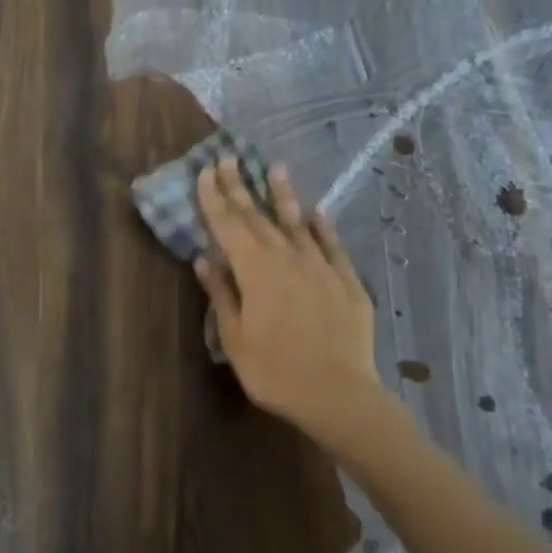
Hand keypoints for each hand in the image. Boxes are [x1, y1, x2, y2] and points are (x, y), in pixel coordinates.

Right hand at [194, 158, 381, 445]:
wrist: (339, 394)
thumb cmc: (274, 370)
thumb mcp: (235, 337)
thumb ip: (221, 293)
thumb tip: (204, 259)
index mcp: (254, 270)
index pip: (228, 225)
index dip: (214, 198)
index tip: (204, 171)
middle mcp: (287, 258)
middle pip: (258, 217)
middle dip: (240, 187)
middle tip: (228, 158)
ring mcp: (320, 267)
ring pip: (296, 223)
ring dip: (282, 195)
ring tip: (274, 169)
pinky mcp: (347, 281)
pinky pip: (331, 245)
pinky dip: (321, 227)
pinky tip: (315, 212)